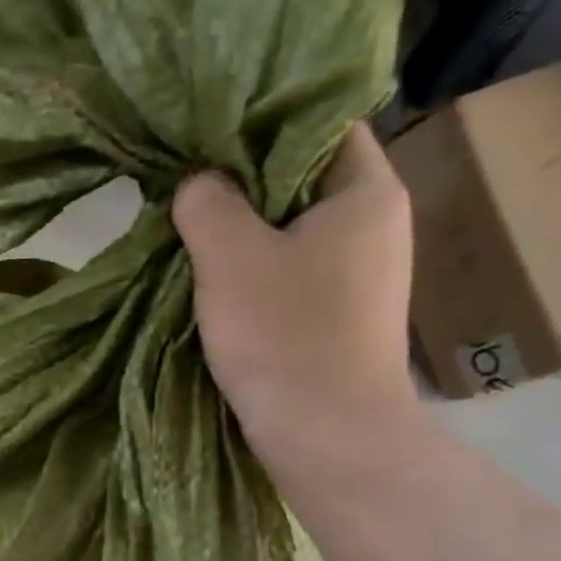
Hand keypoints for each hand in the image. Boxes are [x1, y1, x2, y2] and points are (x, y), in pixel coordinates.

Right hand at [174, 123, 420, 460]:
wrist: (328, 438)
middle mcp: (376, 223)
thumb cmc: (286, 337)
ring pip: (292, 229)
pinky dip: (255, 269)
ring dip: (244, 231)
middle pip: (301, 178)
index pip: (317, 122)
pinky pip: (292, 271)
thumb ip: (207, 203)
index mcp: (366, 190)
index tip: (204, 137)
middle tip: (185, 185)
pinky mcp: (340, 314)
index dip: (259, 122)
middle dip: (242, 182)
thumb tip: (196, 181)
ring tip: (191, 231)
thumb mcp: (231, 257)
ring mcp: (361, 273)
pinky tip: (217, 281)